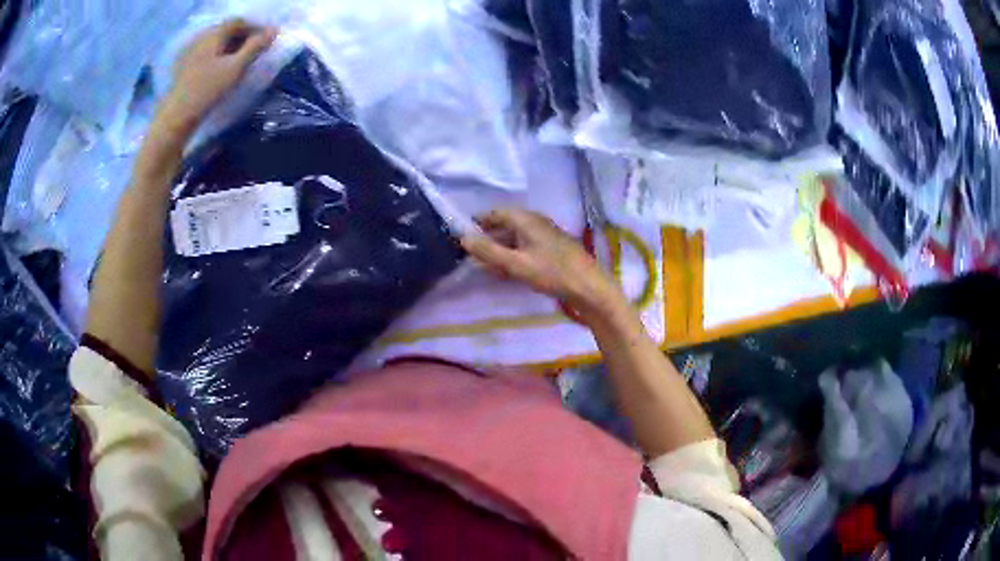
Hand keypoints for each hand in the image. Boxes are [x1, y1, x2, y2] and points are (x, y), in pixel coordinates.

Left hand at [158, 20, 276, 134]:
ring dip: (229, 47)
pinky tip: (220, 69)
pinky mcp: (183, 66)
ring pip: (215, 42)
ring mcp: (189, 51)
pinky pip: (205, 53)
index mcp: (213, 33)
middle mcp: (201, 37)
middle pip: (226, 30)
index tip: (267, 39)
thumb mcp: (236, 68)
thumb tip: (274, 30)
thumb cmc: (207, 90)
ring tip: (239, 61)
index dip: (255, 27)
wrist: (176, 117)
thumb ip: (255, 47)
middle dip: (242, 37)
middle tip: (255, 50)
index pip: (239, 22)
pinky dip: (217, 56)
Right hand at [461, 208, 626, 321]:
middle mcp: (535, 223)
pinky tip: (505, 272)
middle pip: (505, 226)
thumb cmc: (552, 272)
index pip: (496, 213)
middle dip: (488, 238)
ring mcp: (545, 237)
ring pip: (515, 239)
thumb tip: (463, 238)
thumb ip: (488, 251)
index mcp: (527, 219)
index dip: (479, 222)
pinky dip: (512, 258)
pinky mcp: (551, 252)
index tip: (463, 234)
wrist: (589, 288)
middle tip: (470, 254)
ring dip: (499, 250)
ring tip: (484, 266)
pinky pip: (526, 250)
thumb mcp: (516, 263)